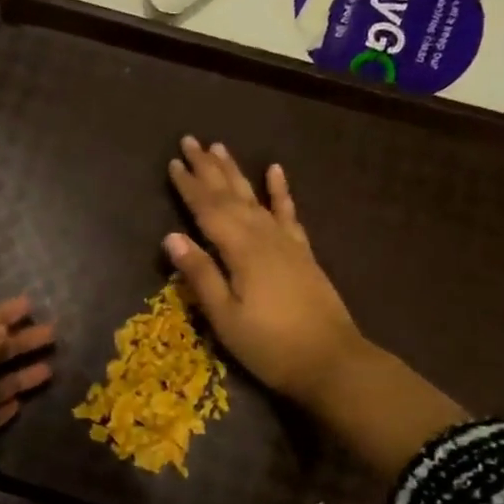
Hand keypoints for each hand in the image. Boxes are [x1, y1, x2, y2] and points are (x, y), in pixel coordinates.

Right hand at [164, 137, 364, 414]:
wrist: (332, 362)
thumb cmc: (270, 346)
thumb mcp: (225, 317)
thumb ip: (200, 274)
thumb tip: (171, 237)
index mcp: (240, 251)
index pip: (207, 210)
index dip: (189, 186)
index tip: (173, 162)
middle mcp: (263, 236)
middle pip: (230, 195)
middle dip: (209, 168)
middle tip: (191, 140)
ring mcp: (286, 243)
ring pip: (255, 198)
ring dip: (236, 172)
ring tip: (221, 147)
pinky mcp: (302, 253)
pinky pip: (289, 213)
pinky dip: (280, 191)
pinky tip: (276, 171)